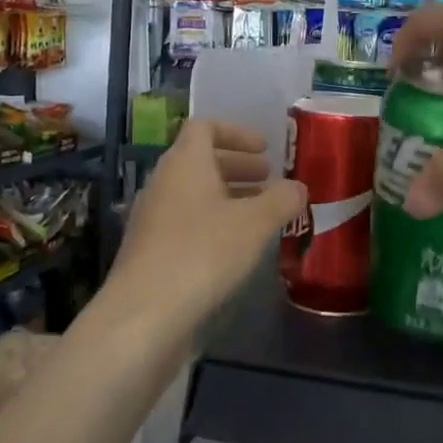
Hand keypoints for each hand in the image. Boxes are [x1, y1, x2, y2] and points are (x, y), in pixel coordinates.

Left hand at [109, 120, 302, 331]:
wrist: (144, 315)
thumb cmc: (203, 253)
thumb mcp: (255, 223)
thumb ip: (281, 200)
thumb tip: (298, 187)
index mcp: (185, 163)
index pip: (205, 127)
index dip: (236, 132)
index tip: (265, 148)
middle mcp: (163, 182)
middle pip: (200, 160)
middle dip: (237, 166)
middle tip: (269, 179)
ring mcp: (152, 218)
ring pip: (193, 193)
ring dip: (227, 196)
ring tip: (260, 214)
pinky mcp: (150, 251)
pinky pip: (186, 221)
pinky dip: (212, 222)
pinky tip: (235, 248)